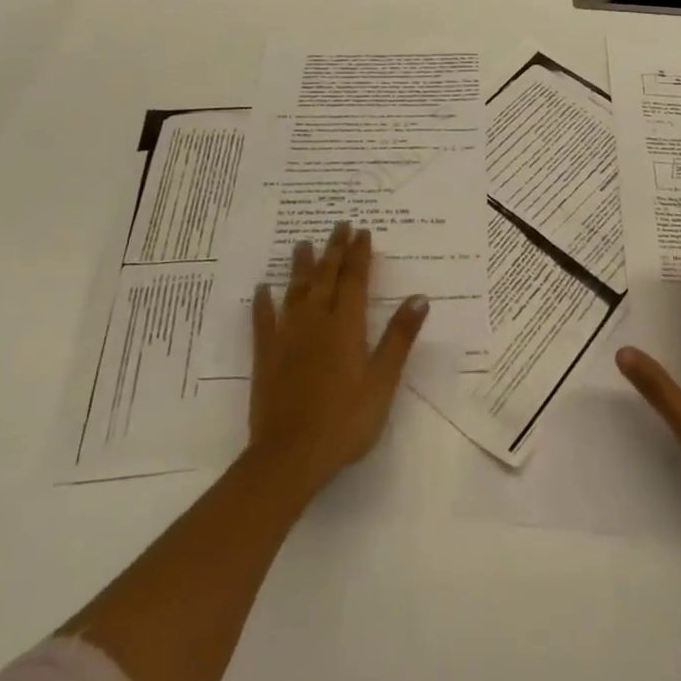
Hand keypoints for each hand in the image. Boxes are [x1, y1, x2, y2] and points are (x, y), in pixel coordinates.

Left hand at [246, 222, 428, 504]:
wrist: (290, 457)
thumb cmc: (345, 421)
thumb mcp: (382, 381)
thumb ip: (399, 337)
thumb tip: (420, 297)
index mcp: (346, 325)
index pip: (354, 279)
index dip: (359, 254)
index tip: (362, 231)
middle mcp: (316, 321)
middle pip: (326, 277)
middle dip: (335, 249)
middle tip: (339, 224)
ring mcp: (287, 337)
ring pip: (296, 291)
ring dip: (301, 266)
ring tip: (303, 243)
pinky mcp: (266, 356)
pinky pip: (263, 321)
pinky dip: (263, 303)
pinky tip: (261, 288)